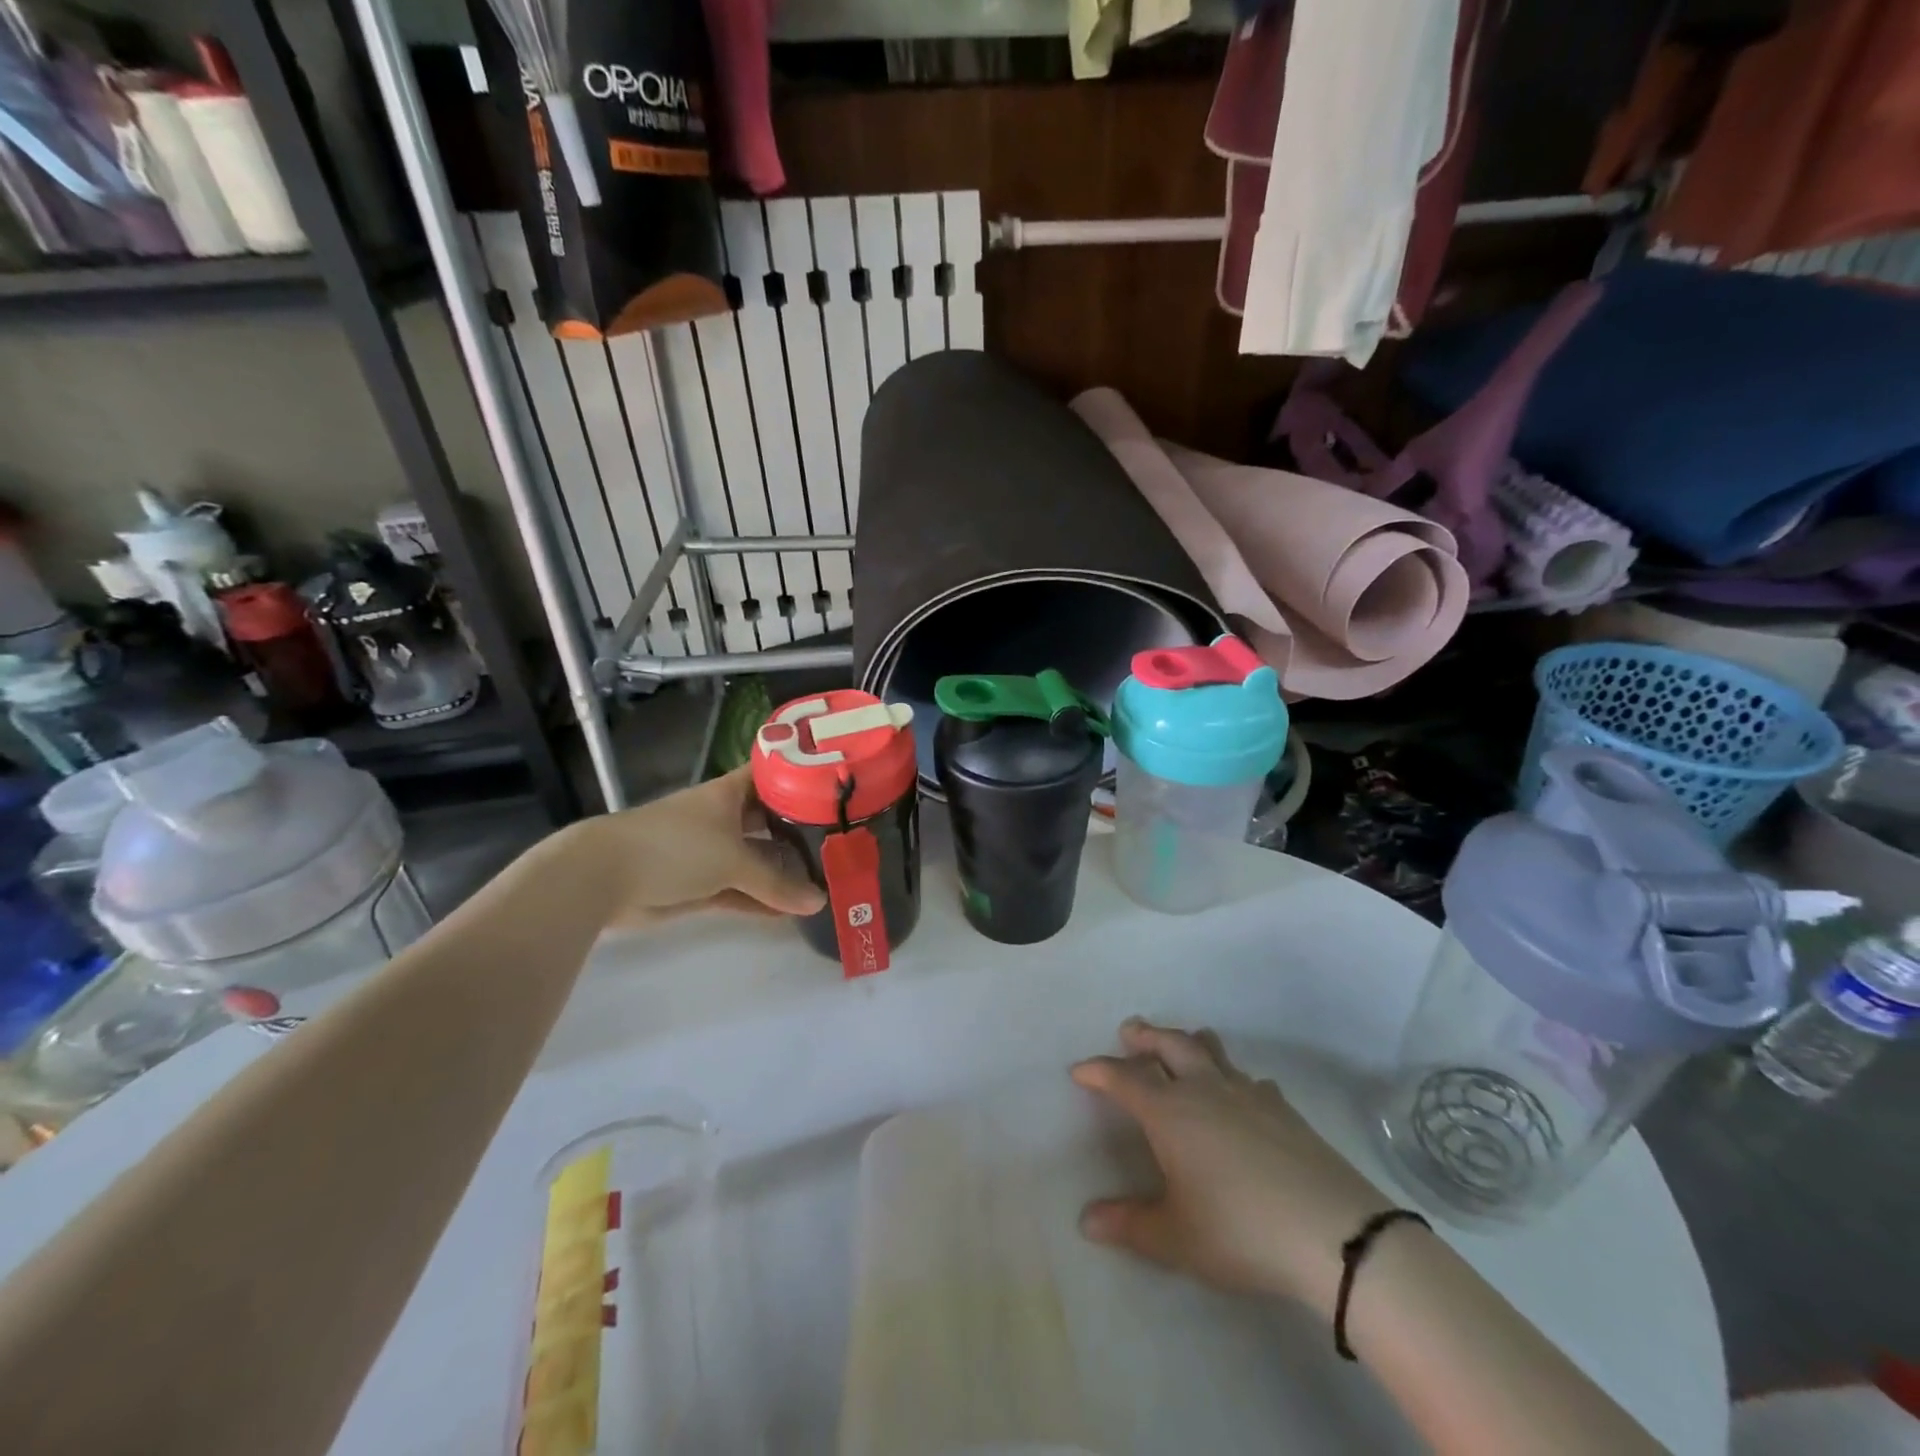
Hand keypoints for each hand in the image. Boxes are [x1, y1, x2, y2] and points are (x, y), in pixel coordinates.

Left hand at [562, 768, 825, 927]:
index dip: (801, 779)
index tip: (836, 790)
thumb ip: (776, 883)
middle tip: (842, 843)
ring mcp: (710, 852)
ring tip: (826, 880)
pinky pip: (740, 890)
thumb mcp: (733, 860)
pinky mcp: (699, 885)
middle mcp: (723, 818)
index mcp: (730, 794)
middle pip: (769, 822)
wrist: (606, 875)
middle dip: (799, 833)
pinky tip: (792, 910)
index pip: (772, 777)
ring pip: (756, 860)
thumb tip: (819, 902)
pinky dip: (762, 899)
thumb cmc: (676, 846)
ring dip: (783, 873)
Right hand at [1073, 1019, 1393, 1316]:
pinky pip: (1249, 1079)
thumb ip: (1130, 1225)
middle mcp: (1204, 1090)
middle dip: (1146, 1036)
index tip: (1080, 1070)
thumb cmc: (1240, 1231)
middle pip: (1170, 1045)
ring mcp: (1248, 1094)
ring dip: (1189, 1041)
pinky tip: (1243, 1092)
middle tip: (1131, 1030)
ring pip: (1211, 1052)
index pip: (1125, 1078)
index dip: (1099, 1071)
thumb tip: (1086, 1220)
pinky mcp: (1284, 1109)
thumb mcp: (1177, 1238)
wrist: (1333, 1233)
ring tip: (1183, 1041)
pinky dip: (1234, 1077)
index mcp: (1170, 1112)